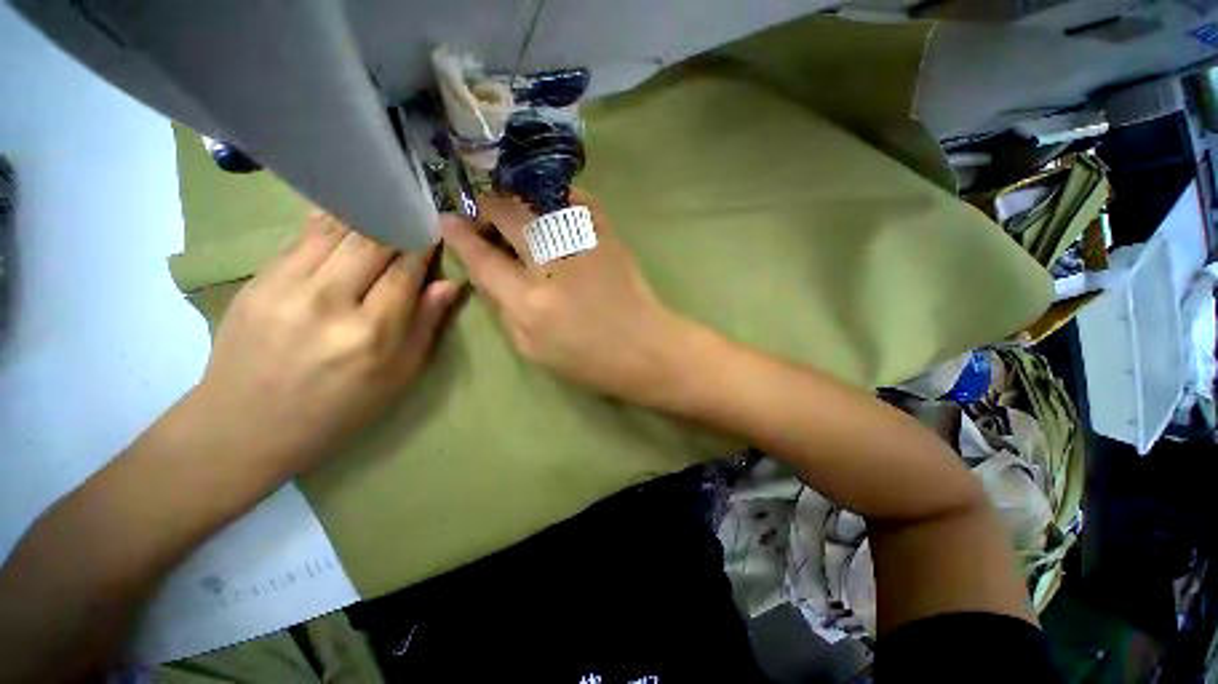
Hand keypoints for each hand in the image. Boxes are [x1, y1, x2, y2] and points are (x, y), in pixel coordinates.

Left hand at [191, 212, 459, 474]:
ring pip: (334, 230)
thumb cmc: (339, 408)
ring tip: (381, 211)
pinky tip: (344, 220)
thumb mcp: (400, 375)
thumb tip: (451, 284)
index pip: (405, 270)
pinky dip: (329, 224)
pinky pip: (301, 238)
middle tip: (410, 218)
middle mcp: (329, 302)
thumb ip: (427, 325)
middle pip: (370, 241)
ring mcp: (285, 286)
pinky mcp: (257, 280)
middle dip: (396, 225)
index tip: (434, 233)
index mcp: (372, 332)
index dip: (423, 247)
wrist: (246, 425)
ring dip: (364, 218)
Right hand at [442, 190, 696, 406]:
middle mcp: (552, 263)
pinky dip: (553, 197)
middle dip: (486, 209)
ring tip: (514, 214)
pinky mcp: (607, 233)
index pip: (482, 257)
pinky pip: (574, 197)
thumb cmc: (588, 359)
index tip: (447, 220)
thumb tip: (488, 271)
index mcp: (529, 302)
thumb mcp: (533, 349)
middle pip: (506, 214)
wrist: (645, 347)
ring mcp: (583, 241)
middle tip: (485, 219)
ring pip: (535, 198)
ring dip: (516, 200)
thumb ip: (504, 308)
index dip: (460, 235)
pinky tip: (548, 208)